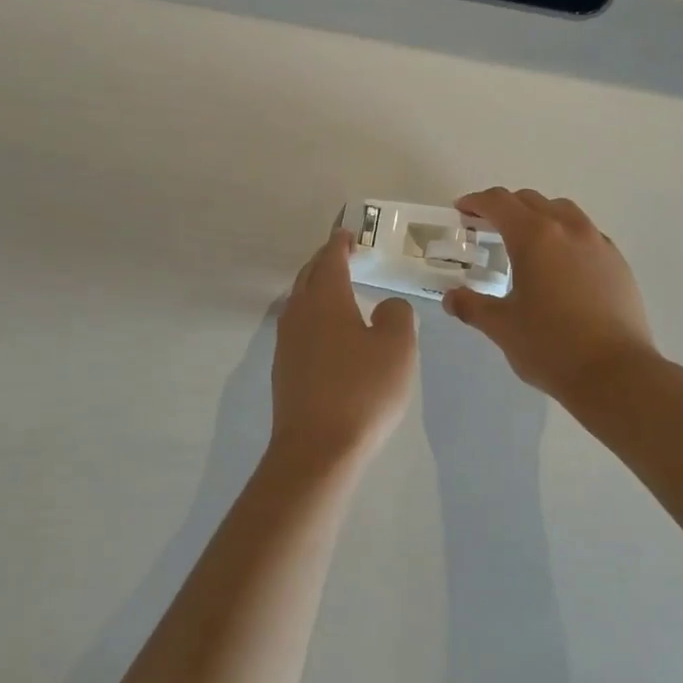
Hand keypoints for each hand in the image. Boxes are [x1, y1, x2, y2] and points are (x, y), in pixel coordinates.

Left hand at [271, 227, 417, 469]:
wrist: (317, 449)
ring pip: (299, 301)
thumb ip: (398, 315)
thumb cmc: (362, 391)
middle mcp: (300, 313)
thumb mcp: (397, 348)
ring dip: (316, 288)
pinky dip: (312, 315)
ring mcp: (287, 342)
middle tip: (341, 254)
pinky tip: (326, 331)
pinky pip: (298, 327)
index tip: (347, 232)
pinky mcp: (284, 369)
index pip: (331, 259)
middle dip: (324, 261)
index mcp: (326, 299)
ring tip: (335, 288)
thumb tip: (387, 306)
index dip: (339, 243)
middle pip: (309, 276)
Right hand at [443, 188, 657, 402]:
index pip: (499, 202)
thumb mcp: (501, 327)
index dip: (476, 202)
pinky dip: (565, 236)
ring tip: (526, 241)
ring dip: (538, 215)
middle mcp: (567, 229)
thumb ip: (472, 306)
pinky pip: (585, 234)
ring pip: (562, 211)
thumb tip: (452, 298)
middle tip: (487, 227)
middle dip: (505, 207)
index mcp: (534, 237)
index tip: (462, 210)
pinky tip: (560, 265)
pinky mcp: (618, 262)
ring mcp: (598, 243)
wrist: (616, 374)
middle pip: (530, 201)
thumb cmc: (551, 346)